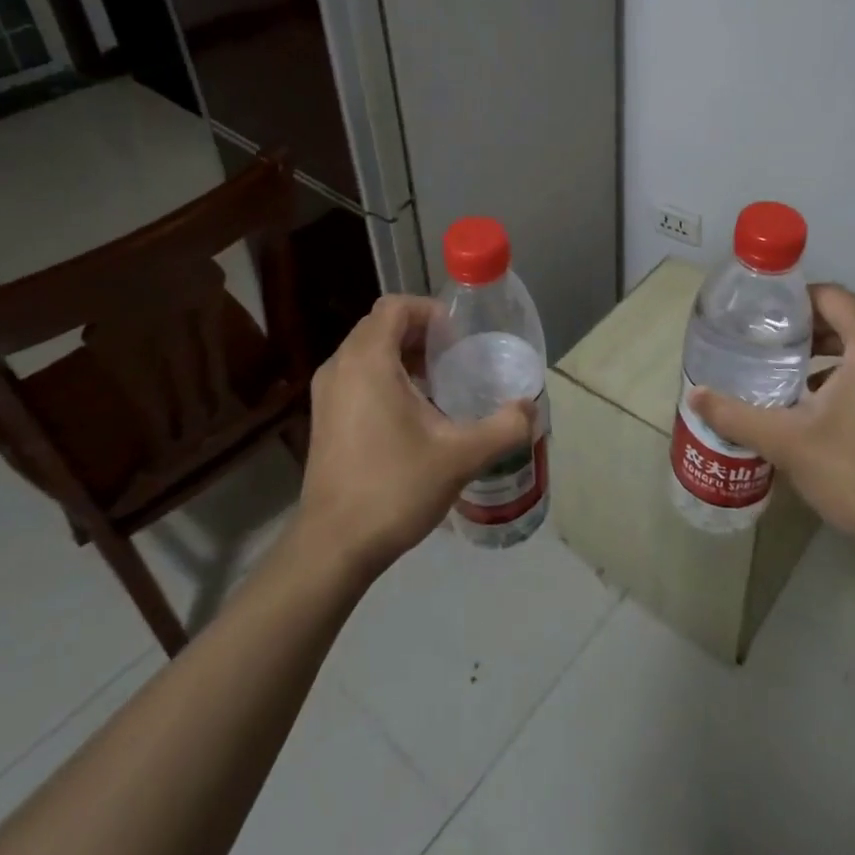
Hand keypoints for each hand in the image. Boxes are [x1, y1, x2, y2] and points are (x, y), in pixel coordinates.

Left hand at [292, 295, 532, 578]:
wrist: (333, 547)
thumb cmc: (394, 488)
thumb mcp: (460, 457)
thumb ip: (503, 427)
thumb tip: (530, 408)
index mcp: (368, 361)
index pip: (396, 307)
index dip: (431, 312)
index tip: (459, 339)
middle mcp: (340, 367)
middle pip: (382, 326)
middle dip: (421, 334)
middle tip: (456, 360)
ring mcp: (326, 393)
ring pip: (368, 352)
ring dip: (404, 357)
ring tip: (440, 386)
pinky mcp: (324, 418)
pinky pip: (357, 376)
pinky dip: (386, 378)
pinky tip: (414, 415)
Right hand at [688, 284, 854, 562]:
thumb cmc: (853, 473)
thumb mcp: (785, 441)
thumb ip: (734, 413)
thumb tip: (693, 395)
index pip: (832, 296)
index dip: (794, 300)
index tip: (761, 316)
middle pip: (849, 314)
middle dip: (807, 323)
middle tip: (766, 338)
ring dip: (827, 345)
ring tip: (785, 362)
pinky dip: (848, 366)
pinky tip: (815, 394)